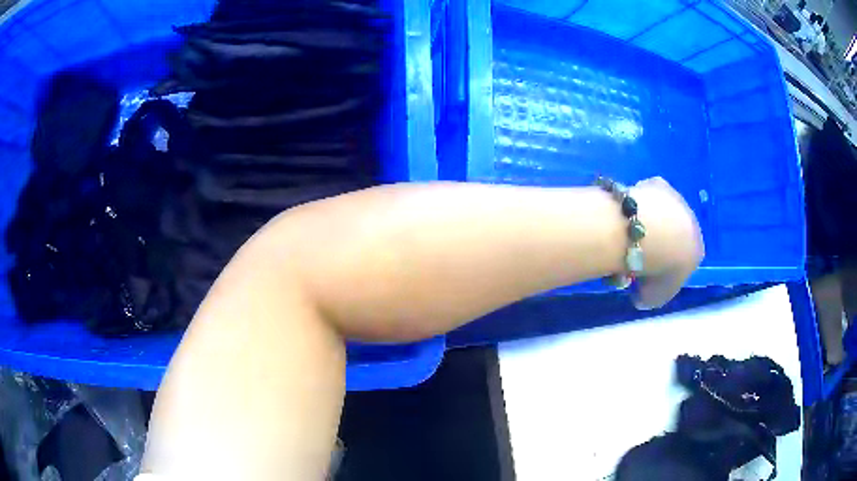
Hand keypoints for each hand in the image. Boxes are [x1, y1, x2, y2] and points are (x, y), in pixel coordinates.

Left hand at [631, 177, 703, 308]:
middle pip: (673, 234)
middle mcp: (692, 223)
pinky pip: (648, 196)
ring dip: (648, 221)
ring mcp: (678, 201)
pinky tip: (624, 213)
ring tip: (625, 233)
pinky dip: (637, 204)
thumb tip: (639, 295)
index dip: (663, 269)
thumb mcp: (654, 297)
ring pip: (661, 213)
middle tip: (633, 253)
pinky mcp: (661, 184)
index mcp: (696, 250)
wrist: (655, 232)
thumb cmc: (660, 270)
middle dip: (657, 243)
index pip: (681, 261)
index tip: (644, 274)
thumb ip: (649, 297)